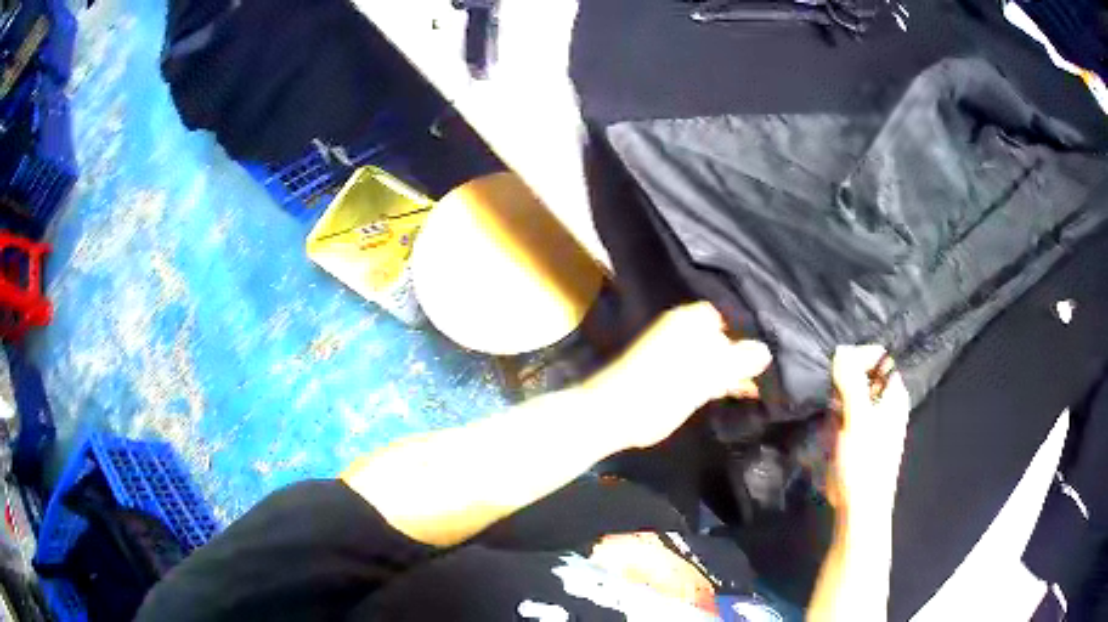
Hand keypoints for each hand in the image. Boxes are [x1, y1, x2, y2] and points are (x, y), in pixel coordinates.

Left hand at [586, 302, 772, 449]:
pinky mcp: (673, 377)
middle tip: (772, 371)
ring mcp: (677, 354)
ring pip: (716, 357)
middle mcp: (684, 331)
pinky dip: (722, 382)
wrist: (615, 414)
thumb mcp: (706, 373)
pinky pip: (706, 374)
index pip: (731, 316)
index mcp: (690, 320)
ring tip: (762, 385)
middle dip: (745, 353)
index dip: (751, 331)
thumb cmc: (662, 387)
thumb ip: (738, 360)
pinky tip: (740, 394)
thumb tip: (765, 351)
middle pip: (725, 337)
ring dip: (736, 370)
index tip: (773, 347)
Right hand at [827, 345, 910, 520]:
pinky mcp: (856, 434)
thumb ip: (852, 382)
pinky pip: (842, 414)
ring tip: (831, 422)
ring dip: (835, 404)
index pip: (877, 356)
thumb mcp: (858, 419)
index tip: (836, 371)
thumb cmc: (864, 462)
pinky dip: (833, 419)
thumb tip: (841, 350)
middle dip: (842, 384)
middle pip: (861, 373)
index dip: (857, 357)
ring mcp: (870, 418)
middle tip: (833, 402)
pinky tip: (830, 434)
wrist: (858, 506)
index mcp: (893, 393)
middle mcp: (884, 401)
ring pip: (849, 394)